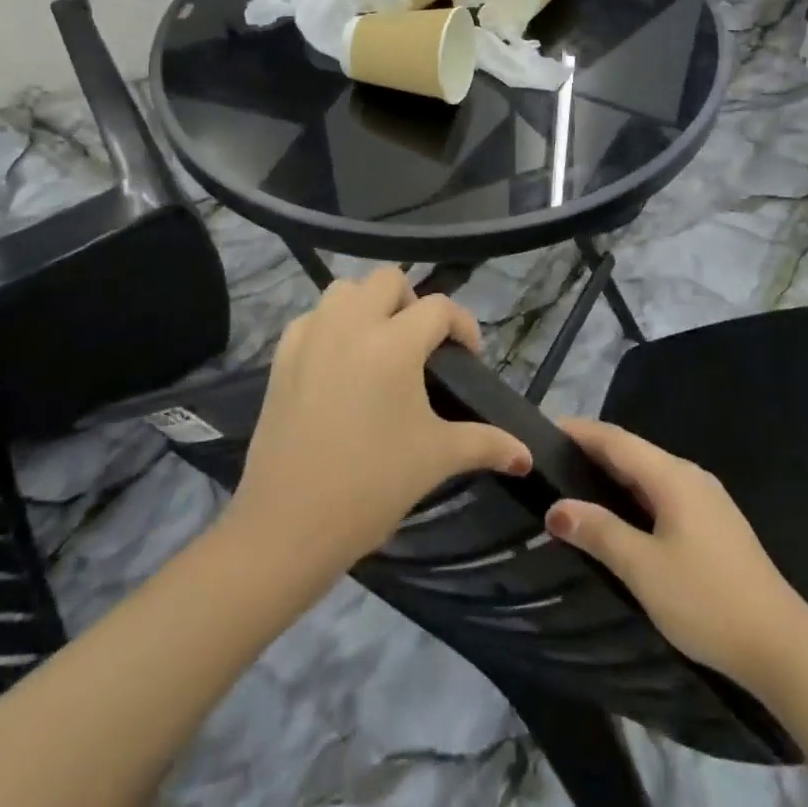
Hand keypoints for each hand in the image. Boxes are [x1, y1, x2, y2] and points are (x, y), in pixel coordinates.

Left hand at [228, 268, 532, 576]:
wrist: (288, 527)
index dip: (463, 326)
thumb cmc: (372, 487)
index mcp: (395, 343)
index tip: (469, 356)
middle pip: (389, 280)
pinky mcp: (282, 357)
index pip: (440, 308)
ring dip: (368, 305)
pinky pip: (312, 317)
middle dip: (413, 304)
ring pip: (345, 289)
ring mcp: (312, 336)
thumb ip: (487, 444)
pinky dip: (331, 325)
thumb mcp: (437, 459)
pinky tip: (339, 362)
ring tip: (379, 345)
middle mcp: (352, 324)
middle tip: (421, 345)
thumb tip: (525, 456)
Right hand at [545, 418, 807, 690]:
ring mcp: (707, 499)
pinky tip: (621, 516)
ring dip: (614, 475)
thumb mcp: (644, 569)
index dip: (580, 431)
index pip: (616, 439)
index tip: (545, 429)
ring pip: (650, 474)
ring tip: (577, 485)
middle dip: (593, 452)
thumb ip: (599, 532)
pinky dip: (634, 495)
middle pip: (633, 452)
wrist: (782, 646)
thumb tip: (556, 508)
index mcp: (672, 475)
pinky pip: (664, 494)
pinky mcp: (715, 524)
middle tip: (551, 461)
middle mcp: (690, 475)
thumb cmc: (707, 600)